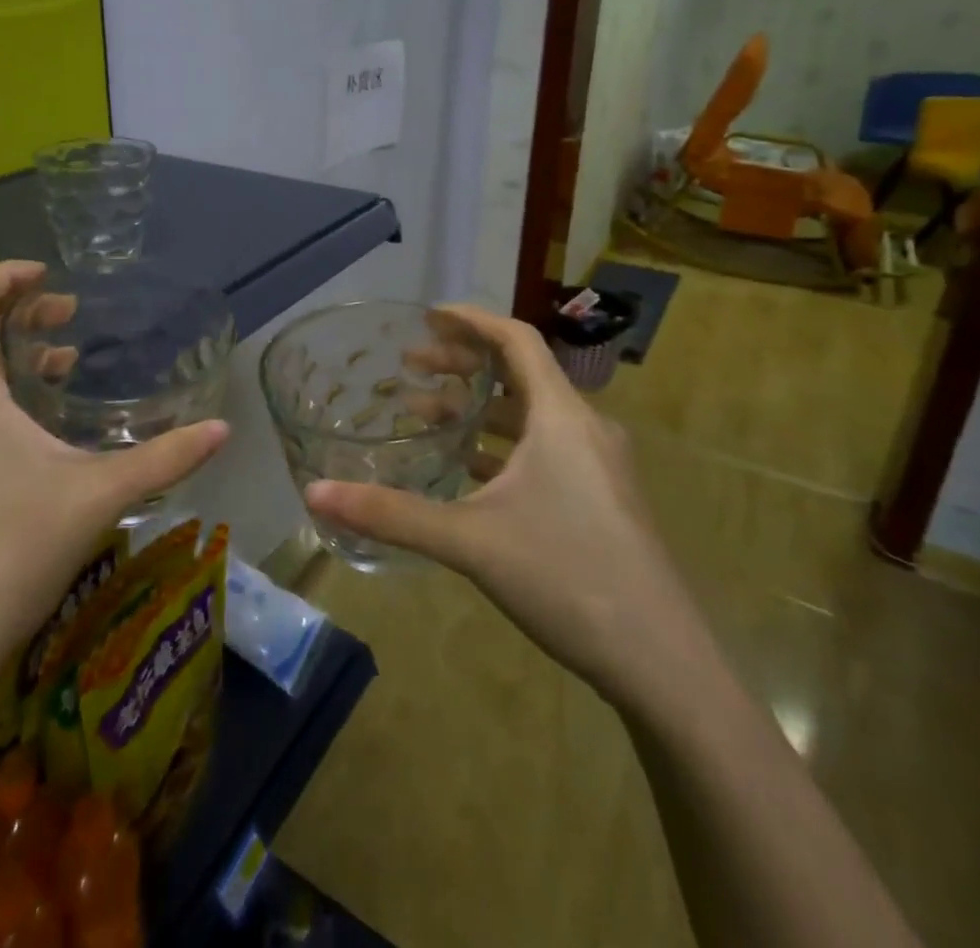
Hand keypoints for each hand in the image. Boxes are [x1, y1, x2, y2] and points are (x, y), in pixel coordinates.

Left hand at [0, 261, 228, 685]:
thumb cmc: (13, 551)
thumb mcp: (98, 495)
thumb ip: (165, 457)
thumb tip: (224, 429)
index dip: (6, 275)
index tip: (48, 273)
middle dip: (18, 316)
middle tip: (67, 319)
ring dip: (4, 358)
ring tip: (55, 369)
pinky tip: (24, 432)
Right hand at [303, 304, 704, 709]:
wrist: (664, 664)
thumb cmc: (567, 578)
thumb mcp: (469, 541)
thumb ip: (391, 514)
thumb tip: (315, 492)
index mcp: (562, 417)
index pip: (516, 340)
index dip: (471, 320)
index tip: (427, 316)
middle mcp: (586, 429)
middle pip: (520, 374)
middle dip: (464, 364)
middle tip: (412, 366)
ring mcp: (599, 466)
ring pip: (532, 415)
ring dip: (480, 408)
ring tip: (427, 416)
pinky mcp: (602, 500)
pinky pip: (545, 450)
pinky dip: (502, 446)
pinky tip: (469, 471)